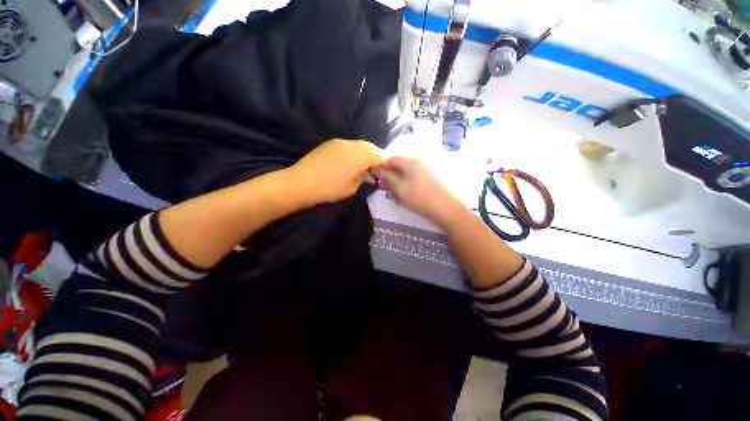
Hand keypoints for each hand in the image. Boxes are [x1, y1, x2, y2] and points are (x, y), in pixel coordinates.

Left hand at [288, 139, 384, 205]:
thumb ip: (363, 178)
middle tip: (374, 171)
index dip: (384, 164)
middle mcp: (352, 144)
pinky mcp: (329, 144)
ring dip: (363, 155)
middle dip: (375, 158)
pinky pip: (348, 146)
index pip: (379, 155)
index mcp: (360, 155)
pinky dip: (353, 153)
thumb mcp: (352, 187)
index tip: (384, 173)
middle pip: (370, 147)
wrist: (301, 182)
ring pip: (358, 146)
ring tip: (362, 168)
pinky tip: (349, 164)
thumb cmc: (330, 188)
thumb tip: (367, 174)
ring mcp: (339, 142)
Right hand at [374, 156, 464, 228]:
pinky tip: (405, 198)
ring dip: (397, 184)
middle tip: (386, 190)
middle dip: (390, 178)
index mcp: (410, 162)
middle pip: (399, 167)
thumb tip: (382, 172)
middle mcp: (418, 163)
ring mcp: (425, 172)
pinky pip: (413, 181)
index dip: (383, 168)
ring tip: (395, 197)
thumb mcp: (399, 188)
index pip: (392, 159)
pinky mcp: (429, 181)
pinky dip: (406, 187)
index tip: (378, 180)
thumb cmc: (419, 197)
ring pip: (405, 175)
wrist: (445, 209)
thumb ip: (388, 178)